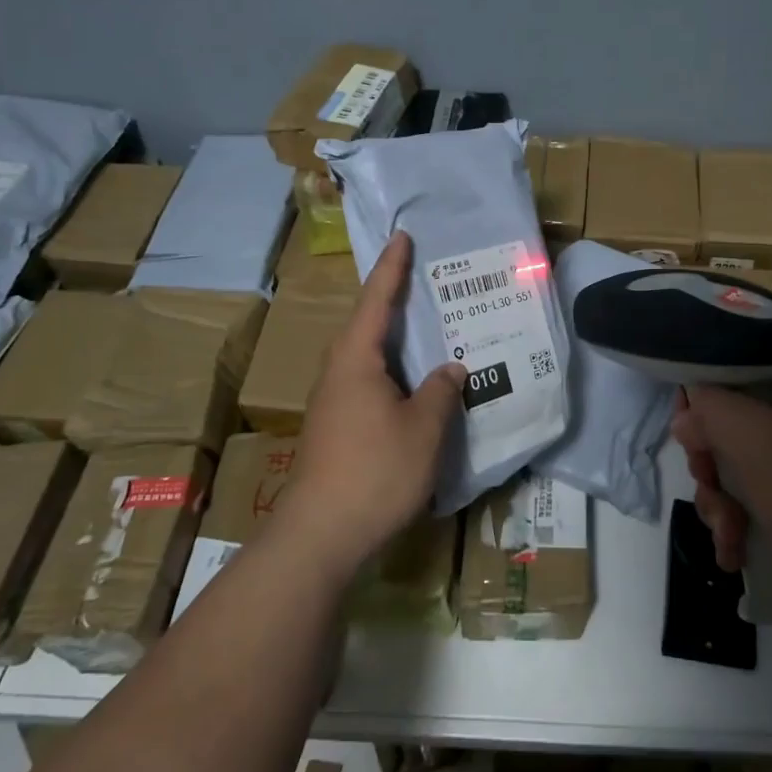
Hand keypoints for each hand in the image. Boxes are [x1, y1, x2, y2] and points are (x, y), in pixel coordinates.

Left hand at [276, 231, 466, 579]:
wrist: (321, 534)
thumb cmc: (375, 471)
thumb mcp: (424, 429)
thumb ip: (442, 391)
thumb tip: (450, 368)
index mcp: (356, 360)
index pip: (377, 300)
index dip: (393, 268)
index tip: (402, 237)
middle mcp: (339, 372)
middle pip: (368, 324)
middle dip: (394, 300)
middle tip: (426, 279)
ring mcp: (334, 401)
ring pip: (368, 356)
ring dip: (395, 339)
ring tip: (428, 327)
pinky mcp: (336, 426)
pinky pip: (368, 381)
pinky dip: (393, 370)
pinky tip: (416, 383)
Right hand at [672, 357, 771, 638]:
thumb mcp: (757, 439)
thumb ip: (711, 411)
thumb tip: (688, 416)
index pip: (739, 368)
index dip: (704, 396)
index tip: (688, 431)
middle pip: (733, 425)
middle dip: (710, 464)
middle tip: (708, 486)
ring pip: (740, 472)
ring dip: (722, 504)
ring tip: (729, 536)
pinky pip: (759, 508)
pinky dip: (742, 530)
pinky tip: (736, 556)